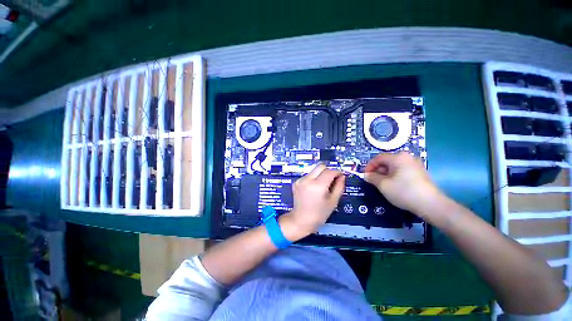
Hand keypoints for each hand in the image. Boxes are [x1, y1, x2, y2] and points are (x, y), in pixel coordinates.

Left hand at [280, 164, 345, 240]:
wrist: (301, 220)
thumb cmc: (319, 214)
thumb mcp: (333, 201)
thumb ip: (339, 186)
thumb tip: (342, 176)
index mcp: (318, 185)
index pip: (330, 171)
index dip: (337, 172)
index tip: (341, 176)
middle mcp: (307, 179)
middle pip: (320, 166)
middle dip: (328, 170)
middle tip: (332, 179)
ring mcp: (300, 180)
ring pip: (314, 170)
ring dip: (320, 174)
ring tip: (322, 186)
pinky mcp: (296, 182)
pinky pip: (308, 175)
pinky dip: (313, 179)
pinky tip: (313, 189)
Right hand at [364, 152, 444, 218]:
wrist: (430, 204)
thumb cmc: (404, 191)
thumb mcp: (383, 185)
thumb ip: (372, 177)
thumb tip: (366, 175)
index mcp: (398, 157)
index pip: (378, 158)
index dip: (369, 166)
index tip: (365, 175)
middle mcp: (407, 157)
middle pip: (386, 161)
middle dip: (377, 170)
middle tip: (372, 181)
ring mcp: (415, 164)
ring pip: (394, 166)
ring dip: (385, 174)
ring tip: (382, 184)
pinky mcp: (420, 172)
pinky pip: (402, 170)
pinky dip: (394, 176)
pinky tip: (393, 185)